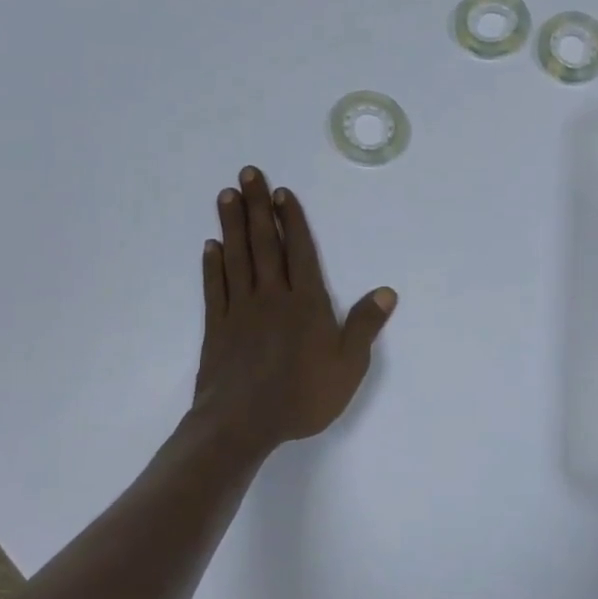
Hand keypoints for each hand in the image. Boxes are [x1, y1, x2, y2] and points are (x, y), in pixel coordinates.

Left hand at [194, 167, 395, 448]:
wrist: (243, 424)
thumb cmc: (303, 396)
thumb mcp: (349, 365)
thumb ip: (364, 325)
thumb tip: (386, 291)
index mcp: (306, 303)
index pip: (300, 252)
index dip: (292, 220)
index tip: (282, 192)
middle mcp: (272, 297)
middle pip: (265, 244)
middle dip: (258, 208)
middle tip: (247, 174)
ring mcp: (240, 310)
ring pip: (236, 258)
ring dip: (232, 225)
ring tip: (227, 196)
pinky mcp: (217, 328)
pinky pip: (215, 288)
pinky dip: (212, 265)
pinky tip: (211, 246)